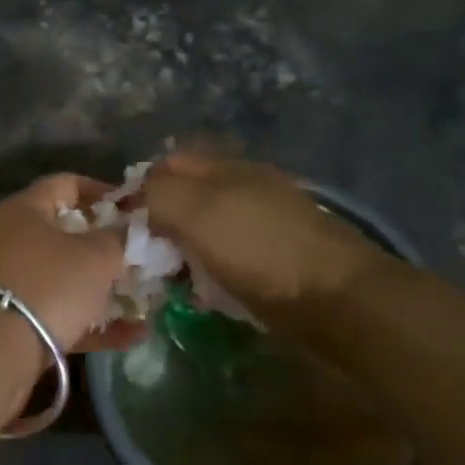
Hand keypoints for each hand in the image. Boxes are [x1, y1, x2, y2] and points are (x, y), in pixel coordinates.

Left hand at [0, 174, 145, 353]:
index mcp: (25, 209)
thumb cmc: (47, 284)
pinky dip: (93, 323)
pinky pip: (59, 314)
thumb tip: (127, 231)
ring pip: (63, 278)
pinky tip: (133, 336)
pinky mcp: (10, 321)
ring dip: (103, 288)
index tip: (134, 208)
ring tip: (145, 299)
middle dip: (106, 246)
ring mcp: (8, 282)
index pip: (67, 184)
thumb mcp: (95, 256)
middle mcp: (11, 238)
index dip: (103, 192)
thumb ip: (118, 240)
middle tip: (141, 257)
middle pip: (65, 234)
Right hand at [143, 151, 388, 315]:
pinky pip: (233, 255)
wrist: (340, 300)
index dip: (141, 188)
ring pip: (210, 227)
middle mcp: (248, 186)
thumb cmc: (259, 251)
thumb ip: (159, 194)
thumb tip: (139, 196)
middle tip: (145, 256)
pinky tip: (209, 292)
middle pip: (190, 195)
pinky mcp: (283, 257)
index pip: (168, 164)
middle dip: (163, 222)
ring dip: (188, 250)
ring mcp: (269, 221)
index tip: (124, 226)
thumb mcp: (196, 212)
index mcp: (226, 168)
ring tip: (172, 278)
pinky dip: (215, 270)